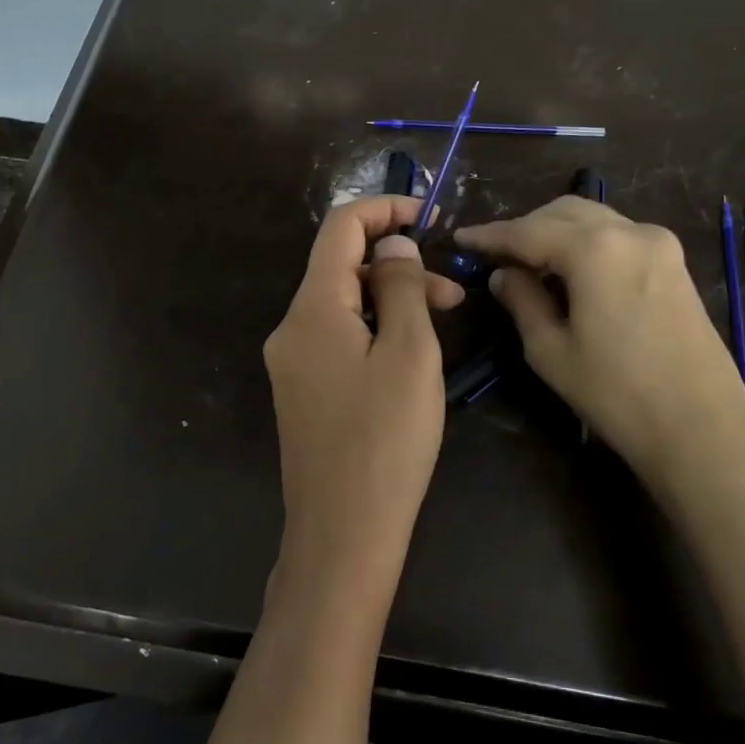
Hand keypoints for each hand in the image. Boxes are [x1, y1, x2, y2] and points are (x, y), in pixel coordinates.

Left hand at [264, 196, 464, 592]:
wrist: (343, 534)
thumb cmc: (386, 440)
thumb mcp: (409, 353)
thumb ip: (400, 287)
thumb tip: (393, 246)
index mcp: (312, 308)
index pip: (340, 227)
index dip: (385, 209)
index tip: (431, 216)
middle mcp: (291, 328)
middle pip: (341, 267)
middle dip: (398, 264)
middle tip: (454, 291)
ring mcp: (292, 363)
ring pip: (343, 305)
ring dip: (390, 300)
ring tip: (443, 322)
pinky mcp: (302, 392)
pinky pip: (337, 339)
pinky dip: (374, 330)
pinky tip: (408, 356)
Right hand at [454, 197, 744, 488]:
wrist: (701, 429)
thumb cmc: (616, 394)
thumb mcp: (551, 351)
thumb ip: (522, 301)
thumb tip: (504, 275)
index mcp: (595, 249)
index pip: (527, 231)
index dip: (490, 235)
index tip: (461, 239)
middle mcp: (630, 232)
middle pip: (563, 213)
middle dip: (525, 228)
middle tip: (495, 254)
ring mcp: (659, 245)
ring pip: (593, 220)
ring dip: (556, 232)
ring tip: (528, 262)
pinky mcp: (674, 264)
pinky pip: (618, 236)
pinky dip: (586, 243)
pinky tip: (570, 271)